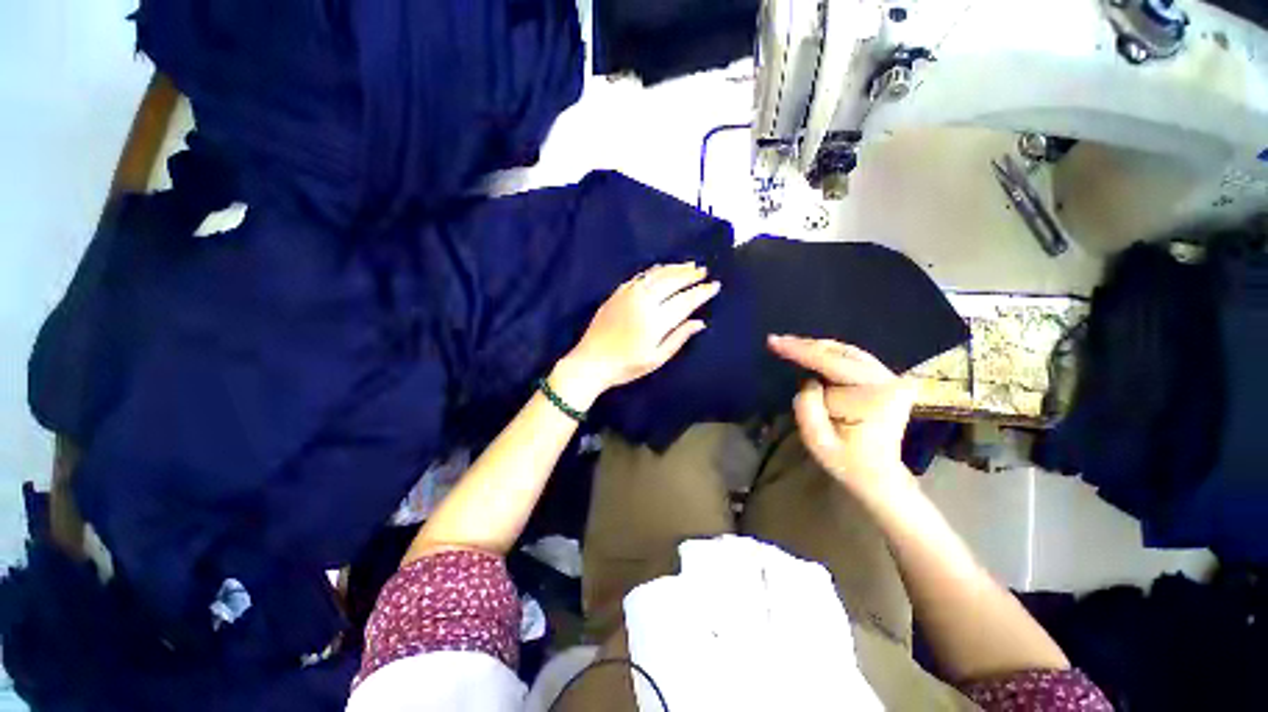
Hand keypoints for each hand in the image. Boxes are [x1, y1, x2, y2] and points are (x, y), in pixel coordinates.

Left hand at [554, 263, 719, 406]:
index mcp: (656, 320)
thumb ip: (678, 338)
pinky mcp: (617, 293)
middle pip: (672, 282)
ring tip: (689, 265)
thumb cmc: (626, 366)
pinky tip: (661, 268)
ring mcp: (629, 294)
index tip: (715, 285)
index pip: (685, 301)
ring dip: (674, 268)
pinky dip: (654, 270)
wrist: (590, 362)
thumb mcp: (656, 359)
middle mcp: (644, 301)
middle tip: (704, 271)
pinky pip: (640, 276)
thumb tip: (700, 323)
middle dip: (690, 275)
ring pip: (656, 275)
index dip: (701, 292)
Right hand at [768, 336, 916, 495]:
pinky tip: (811, 352)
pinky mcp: (886, 380)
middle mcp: (889, 381)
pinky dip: (829, 353)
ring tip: (790, 344)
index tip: (774, 342)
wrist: (878, 476)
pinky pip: (853, 358)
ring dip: (816, 347)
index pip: (832, 364)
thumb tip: (808, 381)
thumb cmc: (847, 462)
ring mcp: (891, 378)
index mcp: (875, 397)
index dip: (801, 351)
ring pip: (847, 351)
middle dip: (807, 345)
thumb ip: (808, 407)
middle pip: (842, 352)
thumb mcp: (817, 441)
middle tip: (778, 341)